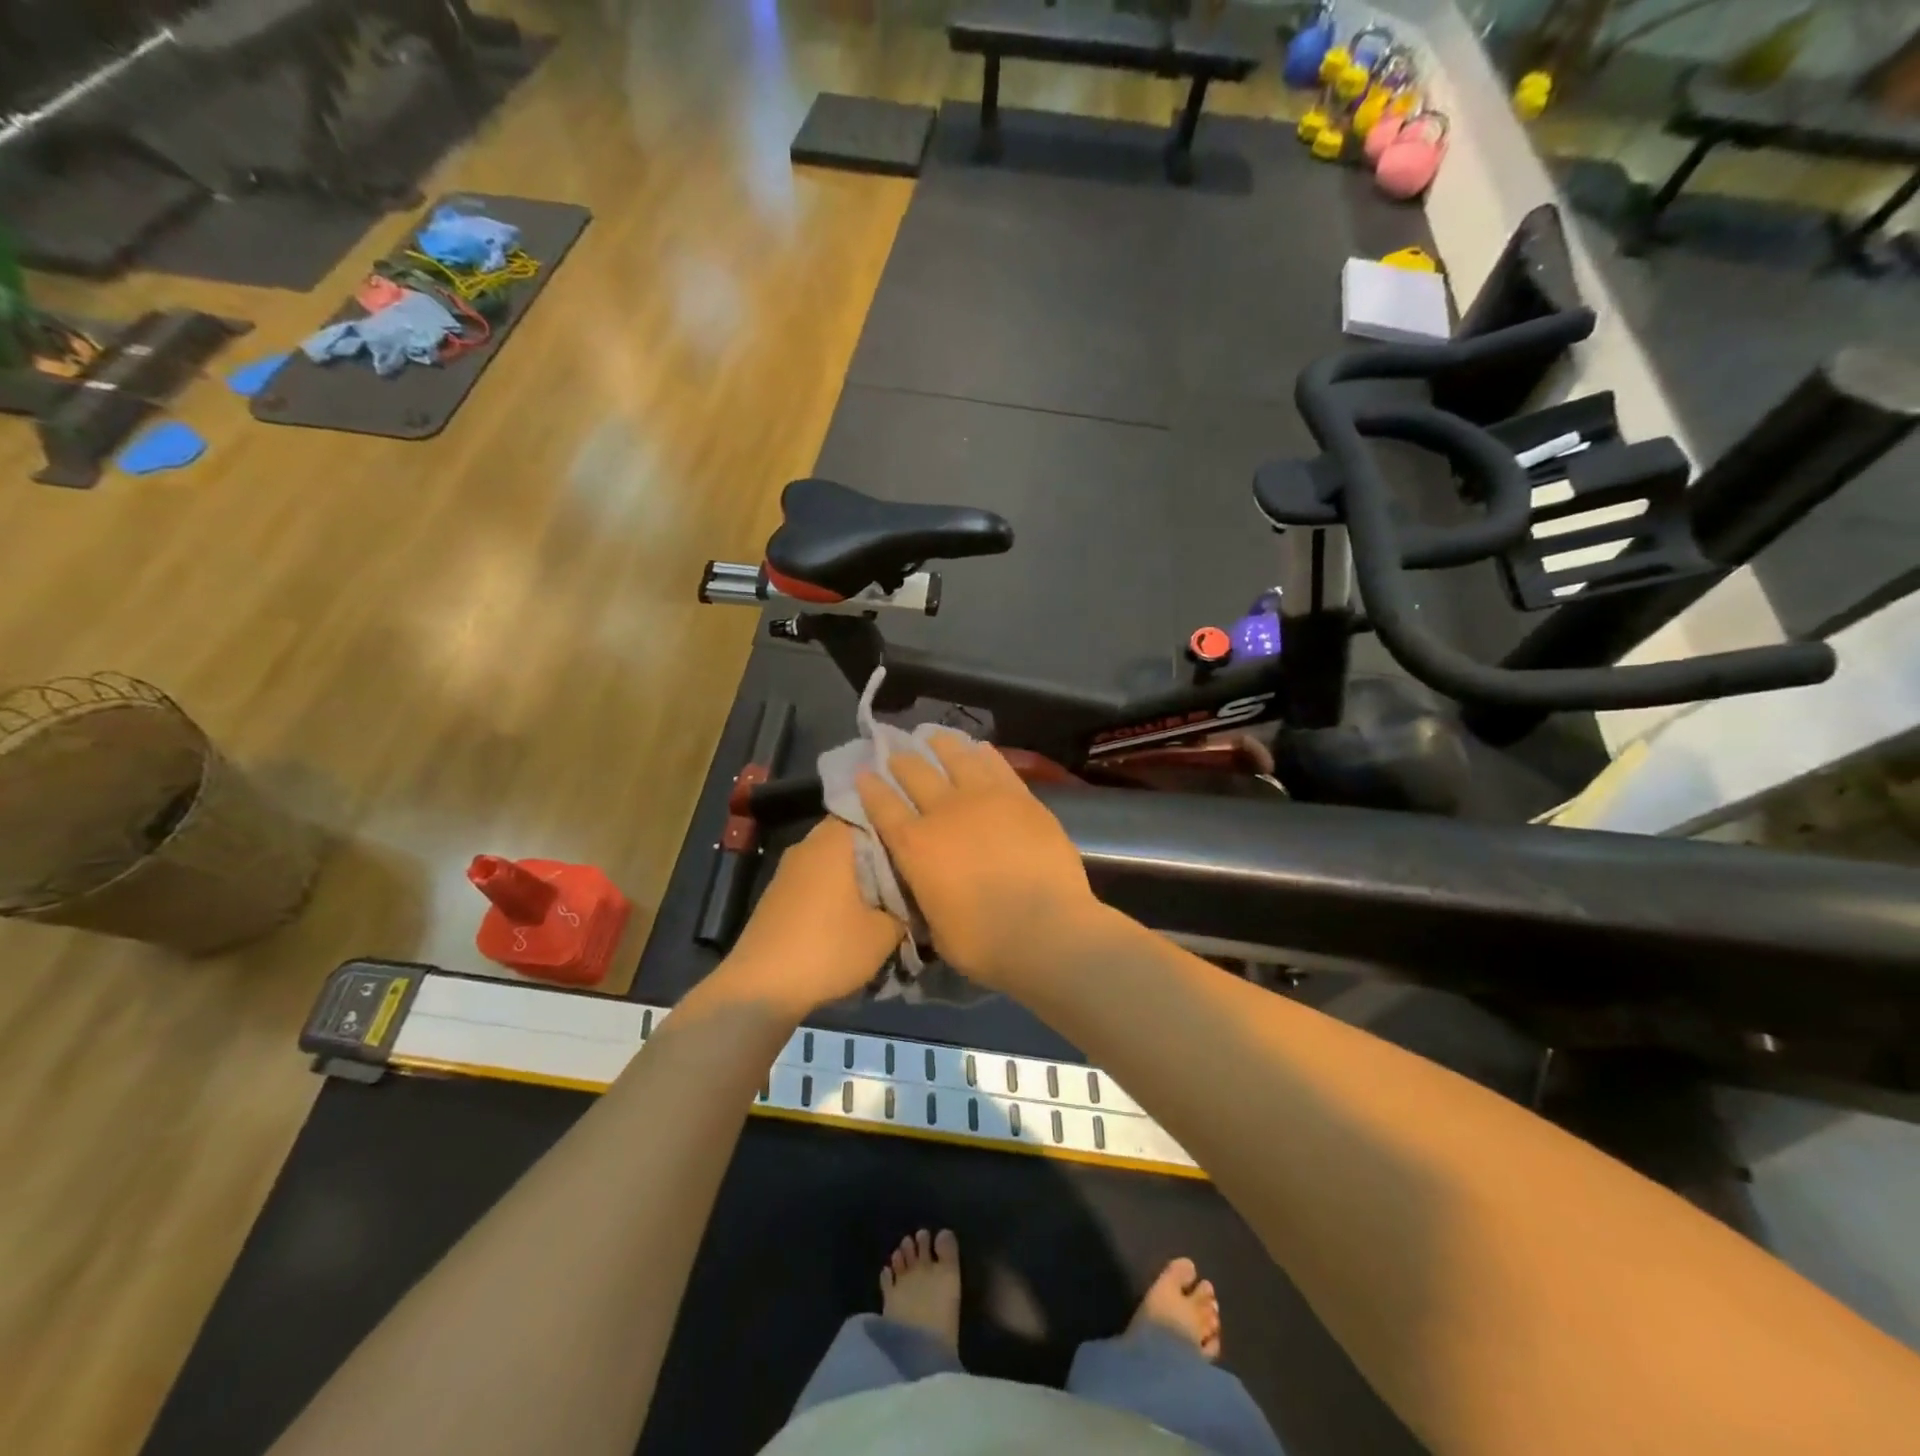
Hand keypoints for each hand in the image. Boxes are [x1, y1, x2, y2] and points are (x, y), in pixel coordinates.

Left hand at [717, 819, 902, 1018]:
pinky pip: (816, 882)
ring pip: (833, 862)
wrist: (761, 987)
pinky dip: (835, 894)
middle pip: (852, 839)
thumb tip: (912, 902)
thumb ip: (906, 910)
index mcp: (834, 839)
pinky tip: (852, 918)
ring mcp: (788, 870)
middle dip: (879, 856)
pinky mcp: (777, 896)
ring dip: (856, 878)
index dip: (896, 826)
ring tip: (885, 901)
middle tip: (908, 876)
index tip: (918, 844)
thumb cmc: (829, 947)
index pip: (870, 813)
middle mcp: (808, 845)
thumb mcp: (885, 934)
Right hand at [855, 738, 1100, 991]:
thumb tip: (926, 881)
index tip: (863, 773)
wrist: (1046, 930)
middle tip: (895, 753)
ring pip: (956, 757)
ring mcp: (985, 798)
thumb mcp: (935, 925)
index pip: (882, 807)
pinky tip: (978, 748)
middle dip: (901, 761)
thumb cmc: (984, 942)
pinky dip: (983, 754)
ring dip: (940, 745)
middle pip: (915, 773)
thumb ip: (925, 892)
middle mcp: (944, 811)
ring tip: (933, 736)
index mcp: (915, 846)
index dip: (870, 788)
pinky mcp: (1020, 797)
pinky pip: (996, 766)